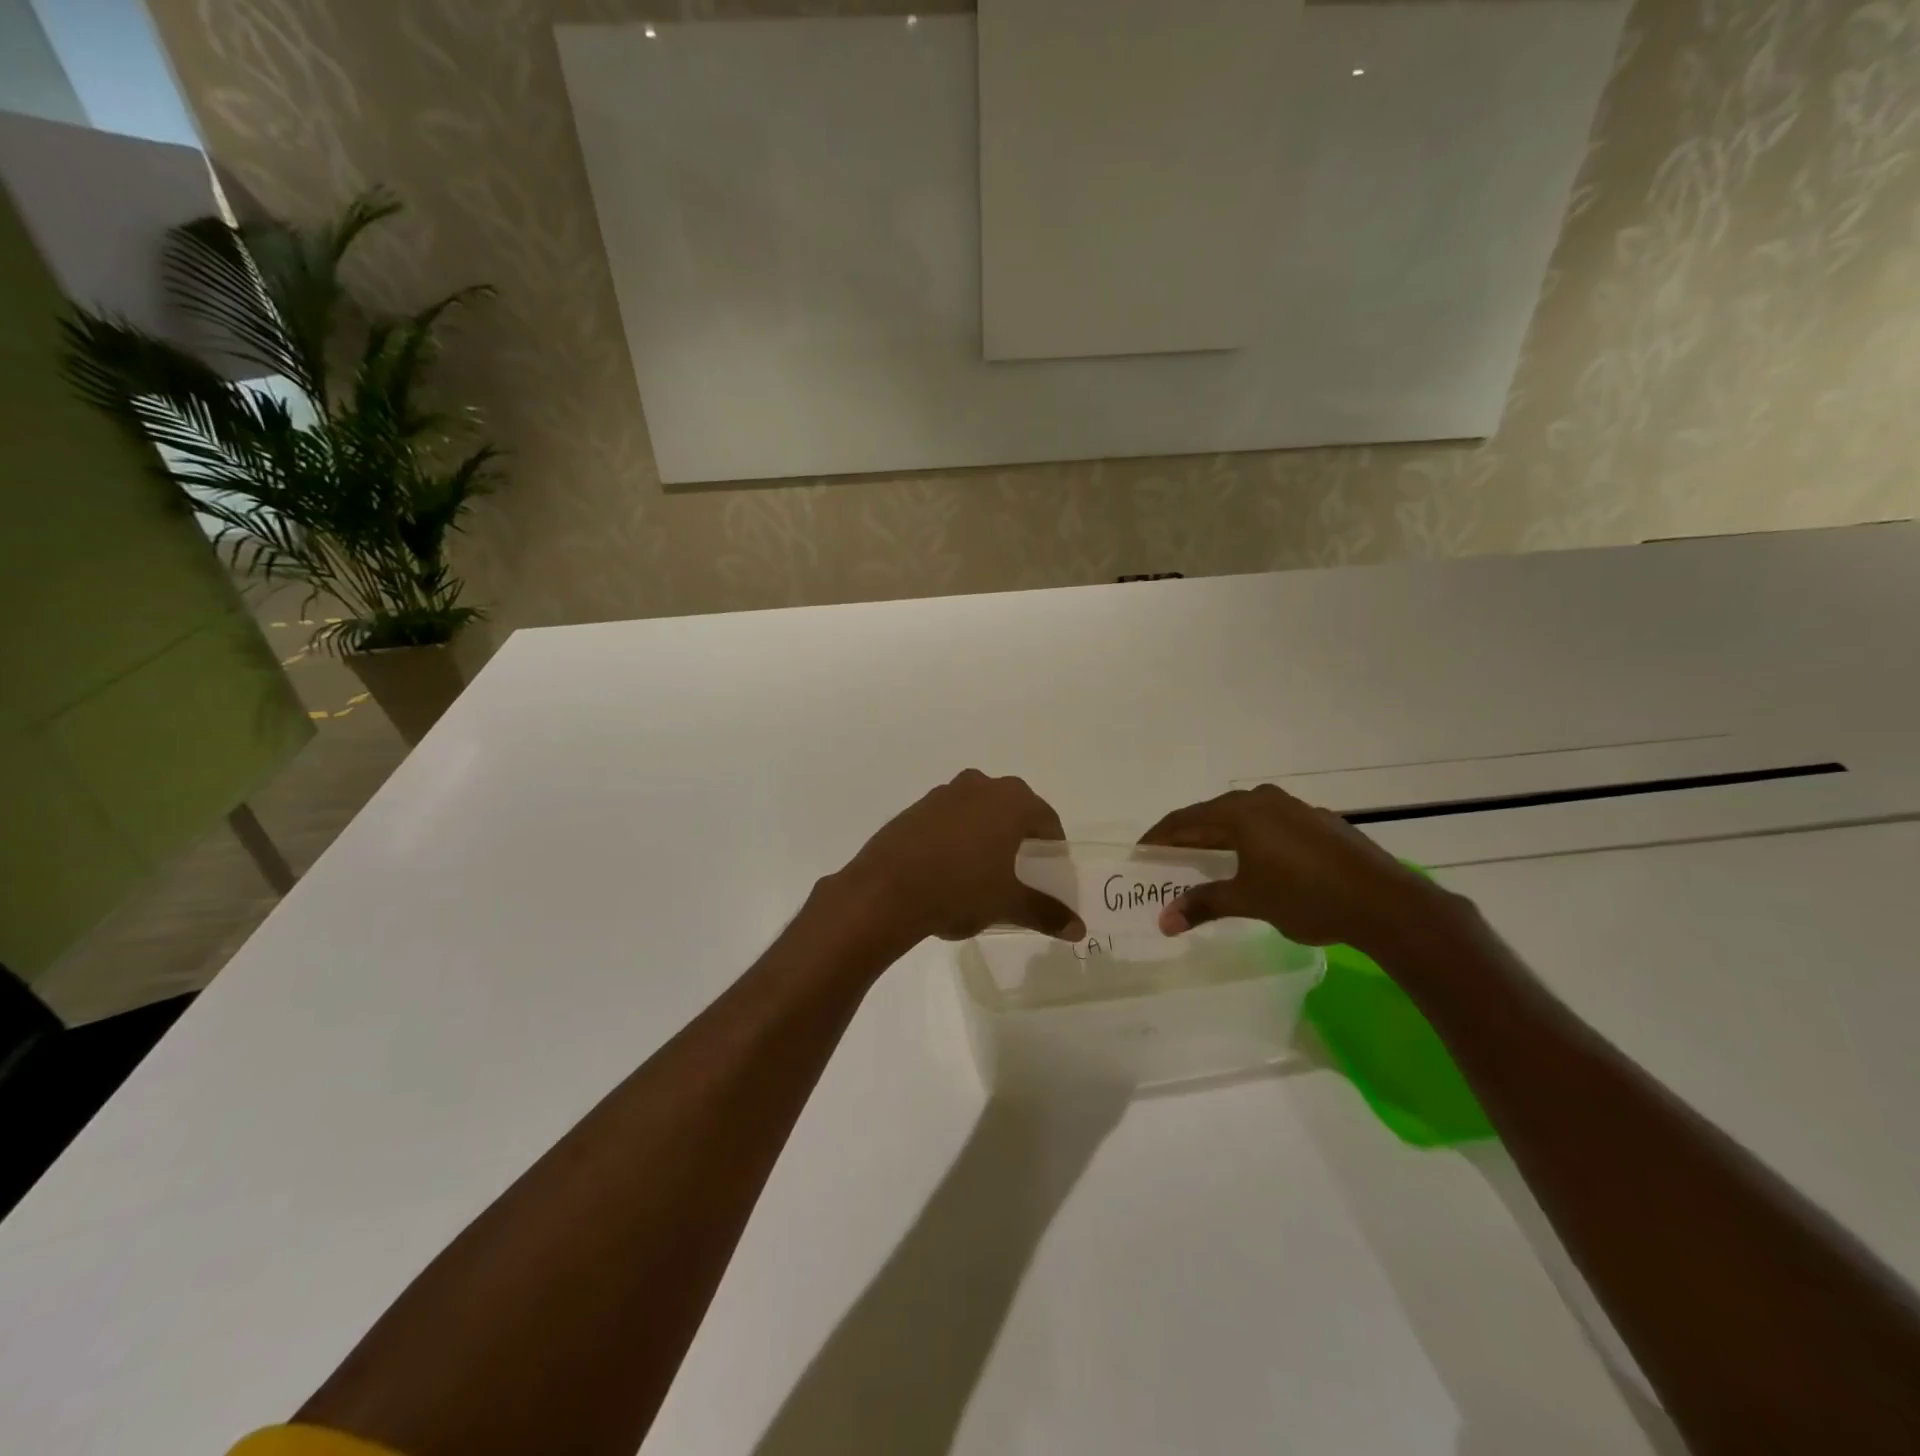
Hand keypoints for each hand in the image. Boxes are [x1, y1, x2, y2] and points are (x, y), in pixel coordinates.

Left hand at [839, 770, 1085, 944]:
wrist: (885, 891)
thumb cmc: (960, 889)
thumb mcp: (1008, 904)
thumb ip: (1045, 912)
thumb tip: (1078, 929)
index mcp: (1010, 802)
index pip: (1046, 818)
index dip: (1053, 845)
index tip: (1050, 870)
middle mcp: (979, 787)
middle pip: (1012, 808)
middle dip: (1019, 835)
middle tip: (1020, 869)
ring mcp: (943, 794)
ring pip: (978, 810)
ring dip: (986, 832)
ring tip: (984, 870)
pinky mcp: (915, 809)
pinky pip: (948, 818)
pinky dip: (956, 836)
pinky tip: (948, 868)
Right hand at [1139, 784, 1455, 950]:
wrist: (1385, 902)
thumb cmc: (1306, 897)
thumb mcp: (1248, 901)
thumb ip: (1203, 905)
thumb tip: (1163, 921)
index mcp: (1238, 813)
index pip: (1183, 820)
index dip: (1158, 838)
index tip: (1140, 855)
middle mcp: (1262, 800)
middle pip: (1211, 815)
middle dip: (1187, 838)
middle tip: (1168, 861)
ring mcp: (1294, 808)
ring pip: (1242, 818)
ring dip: (1219, 838)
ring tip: (1207, 862)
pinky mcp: (1318, 822)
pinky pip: (1269, 825)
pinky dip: (1250, 841)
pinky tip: (1255, 863)